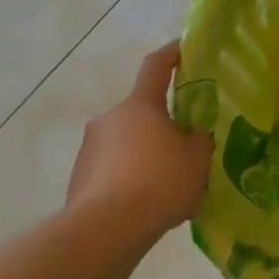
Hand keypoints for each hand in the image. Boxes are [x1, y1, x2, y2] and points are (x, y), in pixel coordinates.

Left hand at [63, 43, 211, 236]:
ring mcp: (90, 149)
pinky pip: (113, 170)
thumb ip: (199, 140)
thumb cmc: (158, 183)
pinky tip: (146, 204)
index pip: (156, 66)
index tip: (184, 47)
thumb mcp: (197, 159)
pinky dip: (130, 178)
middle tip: (187, 144)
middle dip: (163, 124)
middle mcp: (110, 119)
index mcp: (140, 106)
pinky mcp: (79, 178)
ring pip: (127, 143)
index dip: (172, 54)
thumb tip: (192, 136)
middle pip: (142, 112)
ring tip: (169, 184)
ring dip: (146, 154)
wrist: (105, 231)